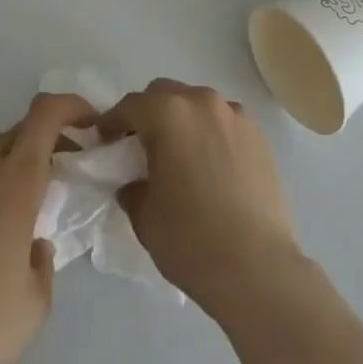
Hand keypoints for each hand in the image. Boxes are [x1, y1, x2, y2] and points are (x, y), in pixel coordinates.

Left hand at [0, 92, 93, 363]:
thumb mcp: (36, 302)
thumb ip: (44, 260)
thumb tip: (33, 244)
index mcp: (15, 181)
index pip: (46, 114)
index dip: (71, 106)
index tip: (89, 123)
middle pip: (18, 132)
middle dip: (44, 142)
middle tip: (58, 174)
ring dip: (9, 167)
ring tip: (13, 211)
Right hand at [98, 79, 301, 317]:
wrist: (258, 269)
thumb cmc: (192, 240)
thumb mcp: (144, 217)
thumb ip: (132, 187)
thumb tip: (134, 182)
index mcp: (168, 114)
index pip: (130, 105)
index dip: (112, 121)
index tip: (104, 140)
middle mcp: (202, 102)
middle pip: (165, 94)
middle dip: (148, 114)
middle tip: (140, 146)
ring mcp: (235, 115)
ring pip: (196, 104)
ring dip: (181, 120)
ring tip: (179, 155)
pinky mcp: (258, 134)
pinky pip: (223, 121)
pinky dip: (209, 132)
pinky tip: (209, 165)